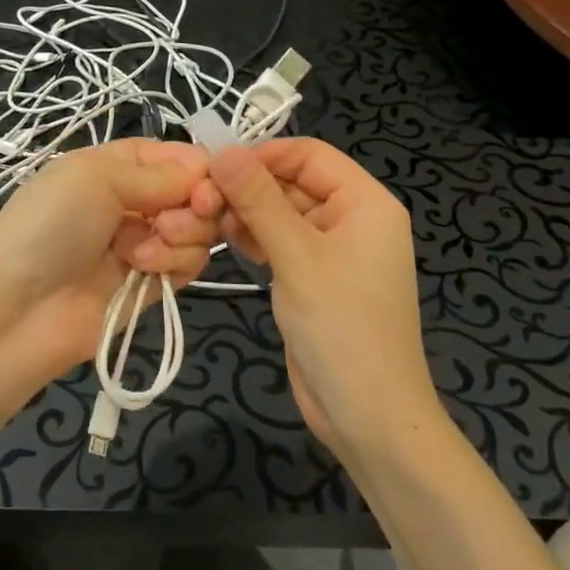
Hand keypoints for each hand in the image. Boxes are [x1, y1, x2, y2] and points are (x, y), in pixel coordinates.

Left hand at [0, 139, 218, 372]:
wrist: (21, 309)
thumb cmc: (52, 225)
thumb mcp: (96, 177)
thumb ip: (156, 172)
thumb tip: (204, 166)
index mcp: (113, 166)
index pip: (172, 155)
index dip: (196, 166)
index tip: (208, 182)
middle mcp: (132, 200)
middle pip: (192, 192)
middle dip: (195, 203)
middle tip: (172, 219)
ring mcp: (143, 242)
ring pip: (196, 229)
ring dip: (181, 235)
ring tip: (142, 251)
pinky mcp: (152, 283)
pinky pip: (188, 263)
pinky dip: (175, 262)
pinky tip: (144, 269)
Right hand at [208, 139, 434, 454]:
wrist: (368, 418)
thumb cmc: (342, 328)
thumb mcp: (298, 258)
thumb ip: (259, 201)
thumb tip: (224, 151)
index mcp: (365, 202)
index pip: (309, 154)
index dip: (263, 155)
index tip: (216, 168)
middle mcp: (351, 218)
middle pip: (292, 183)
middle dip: (248, 189)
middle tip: (200, 201)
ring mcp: (332, 250)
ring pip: (281, 212)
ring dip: (245, 214)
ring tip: (206, 223)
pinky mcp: (313, 277)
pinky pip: (280, 241)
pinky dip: (254, 238)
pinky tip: (224, 242)